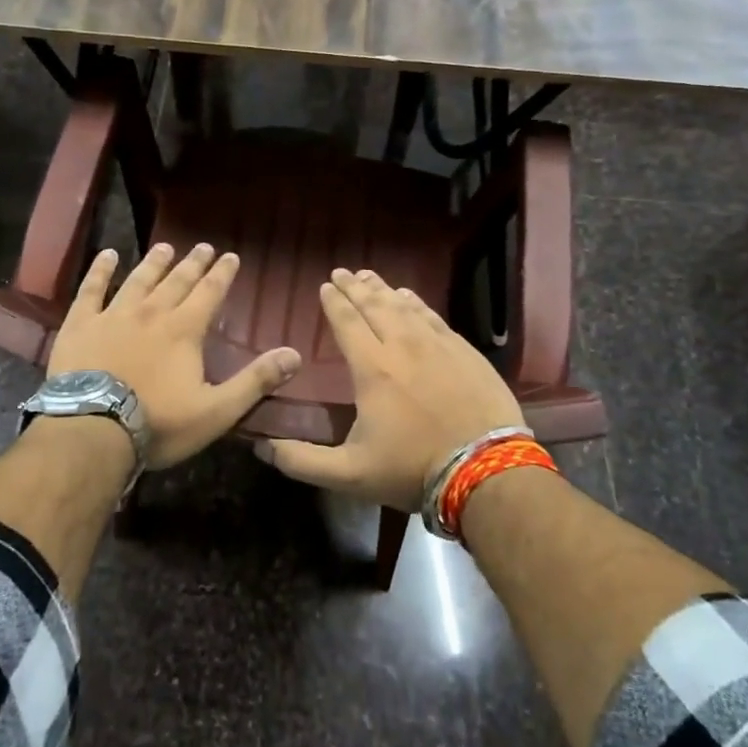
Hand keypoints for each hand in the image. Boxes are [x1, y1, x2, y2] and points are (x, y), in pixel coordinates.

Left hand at [49, 244, 301, 468]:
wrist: (92, 430)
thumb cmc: (158, 423)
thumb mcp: (216, 410)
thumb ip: (255, 381)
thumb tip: (294, 354)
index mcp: (184, 330)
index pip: (209, 293)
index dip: (222, 274)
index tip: (230, 256)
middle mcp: (151, 313)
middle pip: (176, 281)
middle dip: (193, 263)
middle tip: (203, 246)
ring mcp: (112, 316)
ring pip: (138, 280)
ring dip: (154, 263)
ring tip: (165, 247)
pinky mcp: (80, 325)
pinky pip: (91, 290)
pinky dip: (100, 271)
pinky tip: (107, 256)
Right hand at [265, 268, 523, 510]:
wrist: (486, 470)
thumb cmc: (412, 469)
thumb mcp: (349, 474)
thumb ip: (301, 461)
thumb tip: (261, 448)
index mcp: (372, 368)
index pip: (347, 322)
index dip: (334, 302)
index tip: (325, 285)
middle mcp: (403, 345)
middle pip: (374, 305)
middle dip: (355, 287)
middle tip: (342, 272)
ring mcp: (437, 345)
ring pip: (404, 306)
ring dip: (384, 289)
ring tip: (370, 277)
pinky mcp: (464, 351)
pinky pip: (433, 316)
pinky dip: (417, 303)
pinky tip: (411, 297)